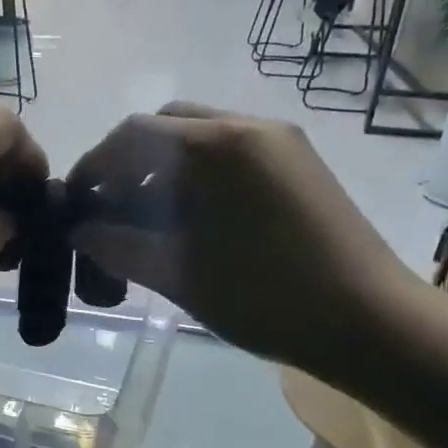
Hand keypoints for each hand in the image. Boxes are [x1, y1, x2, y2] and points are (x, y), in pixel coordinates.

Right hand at [65, 104, 418, 371]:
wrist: (371, 322)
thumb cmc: (265, 297)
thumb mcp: (178, 274)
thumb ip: (119, 246)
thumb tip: (80, 231)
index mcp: (215, 146)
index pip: (132, 135)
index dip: (94, 165)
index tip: (76, 202)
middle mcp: (248, 126)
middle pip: (166, 125)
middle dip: (128, 161)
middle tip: (111, 207)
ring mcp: (280, 142)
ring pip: (201, 136)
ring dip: (164, 167)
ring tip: (149, 218)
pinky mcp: (300, 163)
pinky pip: (232, 152)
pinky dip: (199, 173)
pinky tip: (194, 219)